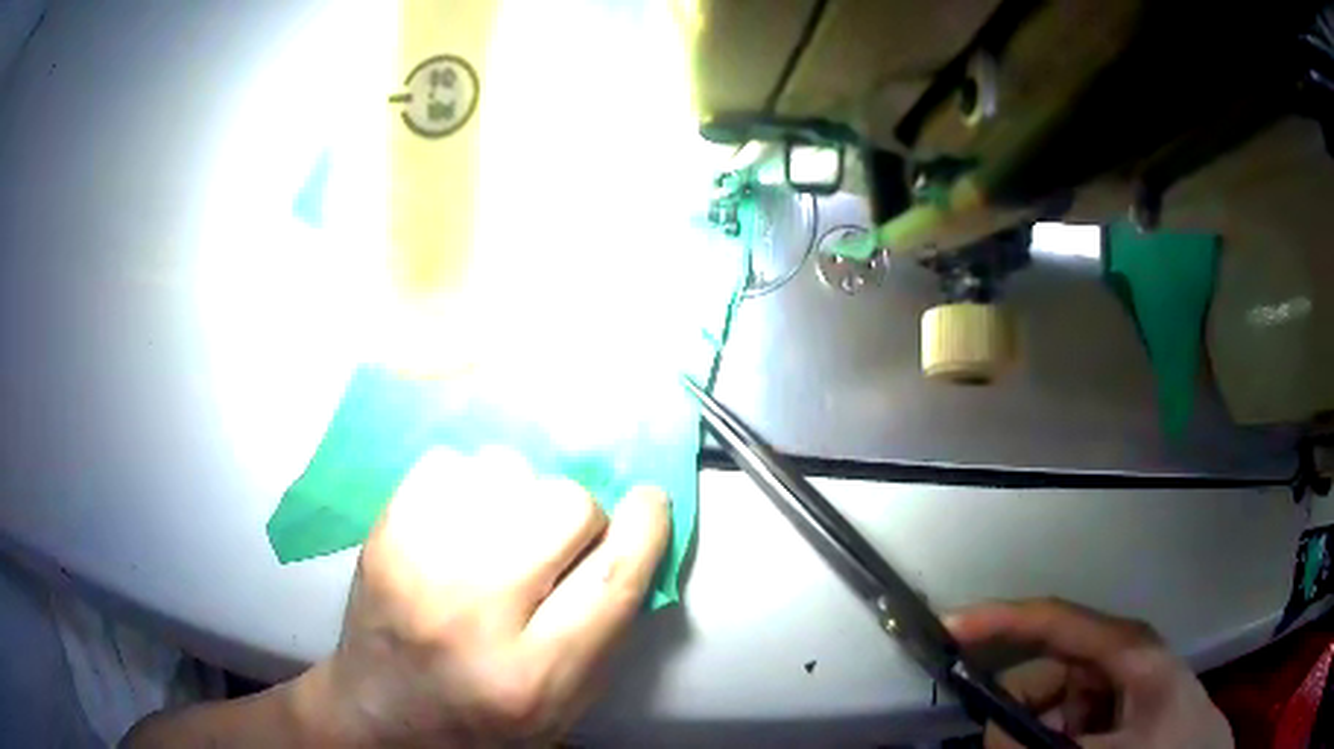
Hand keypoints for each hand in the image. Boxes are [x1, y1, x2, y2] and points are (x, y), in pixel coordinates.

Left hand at [293, 447, 670, 745]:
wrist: (384, 709)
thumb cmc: (484, 718)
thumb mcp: (567, 705)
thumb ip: (609, 630)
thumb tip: (632, 539)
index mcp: (534, 674)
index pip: (612, 577)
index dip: (645, 527)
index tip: (650, 502)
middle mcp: (474, 614)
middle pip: (564, 507)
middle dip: (579, 517)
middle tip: (556, 545)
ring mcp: (418, 564)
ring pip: (506, 469)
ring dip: (521, 495)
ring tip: (501, 533)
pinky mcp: (384, 532)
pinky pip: (451, 462)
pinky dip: (469, 482)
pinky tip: (462, 522)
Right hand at [947, 598, 1232, 748]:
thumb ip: (1044, 742)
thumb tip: (992, 728)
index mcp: (1124, 649)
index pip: (1052, 619)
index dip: (998, 619)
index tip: (947, 627)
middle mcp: (1117, 659)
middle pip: (1045, 672)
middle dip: (1015, 710)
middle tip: (1003, 746)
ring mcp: (1118, 686)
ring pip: (1051, 705)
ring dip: (1034, 733)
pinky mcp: (1118, 710)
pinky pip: (1068, 723)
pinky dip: (1054, 739)